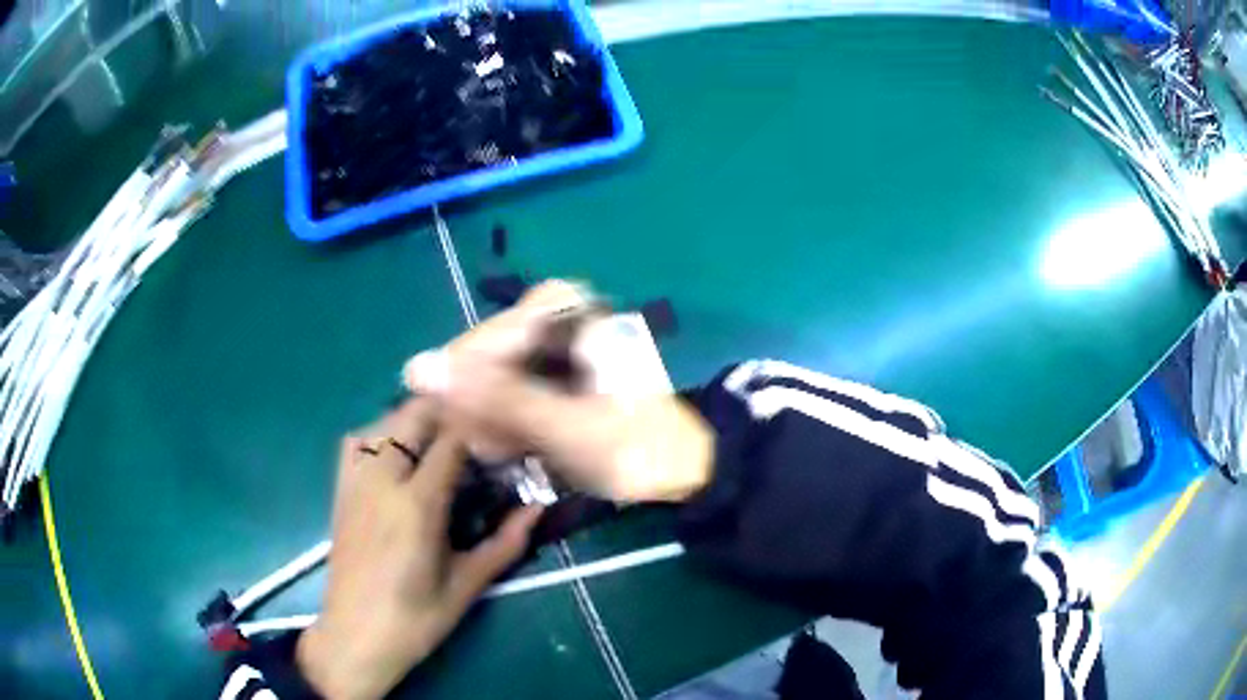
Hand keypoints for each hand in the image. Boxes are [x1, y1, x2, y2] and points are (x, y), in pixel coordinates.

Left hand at [296, 400, 542, 699]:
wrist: (356, 636)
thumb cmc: (416, 619)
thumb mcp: (467, 586)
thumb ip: (504, 543)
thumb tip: (537, 509)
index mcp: (417, 504)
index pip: (451, 440)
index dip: (480, 428)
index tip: (502, 434)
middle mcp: (382, 480)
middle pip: (412, 416)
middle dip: (448, 414)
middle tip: (476, 435)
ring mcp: (355, 482)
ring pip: (383, 422)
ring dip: (414, 421)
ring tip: (440, 442)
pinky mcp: (340, 491)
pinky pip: (356, 443)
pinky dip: (378, 435)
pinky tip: (396, 456)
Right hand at [404, 281, 713, 502]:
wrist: (686, 467)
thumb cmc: (635, 447)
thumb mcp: (565, 427)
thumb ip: (495, 398)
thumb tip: (418, 368)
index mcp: (570, 315)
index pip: (490, 333)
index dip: (468, 378)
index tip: (456, 415)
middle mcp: (560, 319)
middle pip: (490, 353)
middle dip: (482, 402)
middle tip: (485, 446)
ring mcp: (558, 347)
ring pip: (497, 374)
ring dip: (492, 416)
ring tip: (501, 452)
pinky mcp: (557, 374)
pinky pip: (513, 388)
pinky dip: (509, 419)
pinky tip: (512, 446)